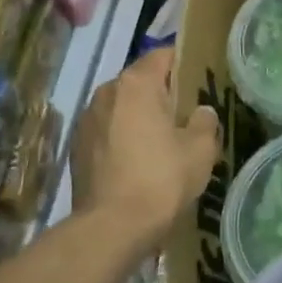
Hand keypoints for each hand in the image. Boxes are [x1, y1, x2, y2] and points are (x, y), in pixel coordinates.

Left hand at [72, 47, 219, 249]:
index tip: (201, 81)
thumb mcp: (201, 150)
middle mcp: (106, 92)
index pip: (163, 54)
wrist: (111, 228)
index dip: (185, 63)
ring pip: (122, 107)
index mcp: (136, 84)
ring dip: (140, 117)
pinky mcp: (76, 148)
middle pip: (140, 81)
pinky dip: (123, 138)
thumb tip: (201, 112)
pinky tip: (138, 163)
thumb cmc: (161, 179)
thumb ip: (206, 121)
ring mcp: (86, 120)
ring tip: (162, 142)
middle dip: (162, 94)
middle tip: (187, 115)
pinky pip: (107, 131)